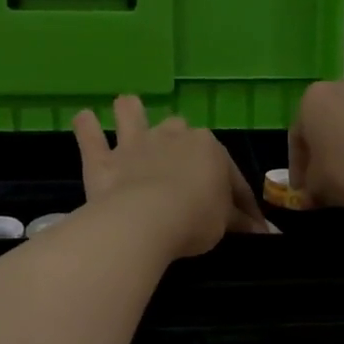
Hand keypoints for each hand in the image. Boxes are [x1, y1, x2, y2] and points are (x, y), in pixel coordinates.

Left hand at [73, 96, 272, 259]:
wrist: (147, 219)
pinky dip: (86, 127)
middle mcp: (172, 136)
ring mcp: (134, 144)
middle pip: (180, 130)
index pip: (229, 173)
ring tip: (129, 116)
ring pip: (131, 112)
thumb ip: (237, 221)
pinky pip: (89, 134)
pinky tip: (84, 120)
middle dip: (180, 143)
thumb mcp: (225, 224)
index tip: (245, 223)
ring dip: (130, 113)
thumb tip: (258, 231)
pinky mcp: (102, 160)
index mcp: (209, 148)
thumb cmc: (195, 218)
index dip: (238, 199)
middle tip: (181, 169)